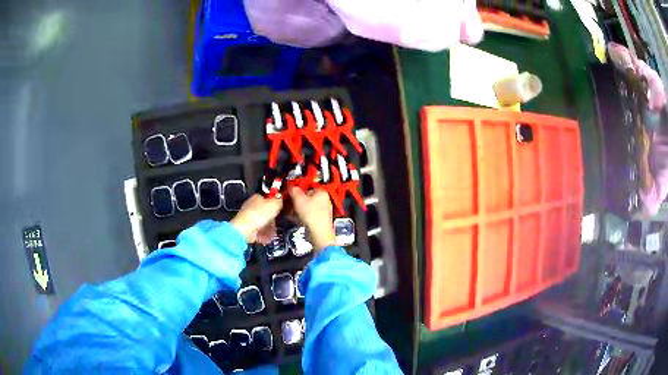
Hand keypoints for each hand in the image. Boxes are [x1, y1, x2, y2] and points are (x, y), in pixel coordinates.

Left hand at [231, 194, 282, 243]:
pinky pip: (258, 231)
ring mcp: (249, 218)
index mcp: (257, 197)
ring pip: (262, 222)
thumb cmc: (258, 215)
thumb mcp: (274, 204)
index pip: (267, 198)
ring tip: (273, 232)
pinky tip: (268, 237)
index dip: (274, 204)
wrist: (245, 229)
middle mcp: (251, 206)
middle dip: (272, 219)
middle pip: (265, 212)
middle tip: (277, 223)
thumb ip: (279, 201)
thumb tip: (280, 200)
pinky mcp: (247, 228)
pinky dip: (263, 234)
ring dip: (269, 228)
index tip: (280, 209)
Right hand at [289, 187, 335, 251]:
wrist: (319, 233)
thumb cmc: (313, 217)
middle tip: (290, 203)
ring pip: (307, 207)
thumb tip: (291, 187)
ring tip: (291, 212)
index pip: (307, 187)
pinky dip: (302, 216)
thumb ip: (294, 191)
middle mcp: (324, 201)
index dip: (297, 190)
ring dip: (298, 209)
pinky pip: (308, 215)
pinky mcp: (319, 220)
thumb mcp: (299, 200)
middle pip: (307, 198)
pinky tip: (296, 219)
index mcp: (322, 193)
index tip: (291, 193)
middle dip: (296, 201)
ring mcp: (323, 211)